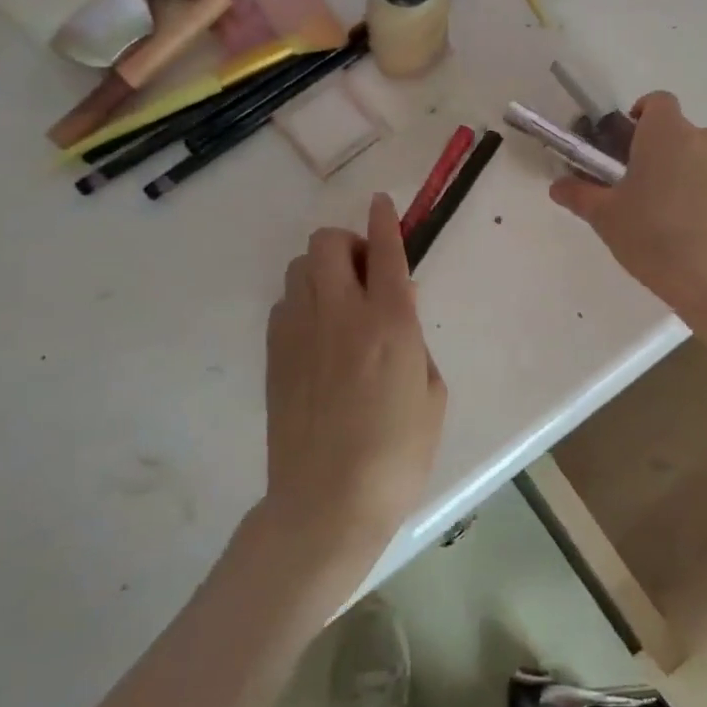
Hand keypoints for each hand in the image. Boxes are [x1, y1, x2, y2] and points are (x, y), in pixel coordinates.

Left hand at [263, 193, 446, 578]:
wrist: (326, 503)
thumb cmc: (397, 455)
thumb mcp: (432, 394)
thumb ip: (416, 341)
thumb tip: (399, 310)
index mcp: (391, 323)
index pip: (386, 250)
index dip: (385, 219)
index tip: (382, 202)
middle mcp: (341, 314)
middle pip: (328, 243)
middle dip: (348, 241)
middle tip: (366, 271)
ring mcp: (300, 331)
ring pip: (300, 266)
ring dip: (323, 269)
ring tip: (341, 300)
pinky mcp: (274, 354)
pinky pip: (284, 302)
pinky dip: (302, 301)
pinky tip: (317, 333)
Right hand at [550, 92, 706, 324]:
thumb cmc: (657, 240)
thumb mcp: (607, 220)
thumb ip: (581, 196)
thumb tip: (558, 186)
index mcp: (668, 135)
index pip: (657, 102)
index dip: (643, 117)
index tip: (630, 146)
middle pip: (685, 137)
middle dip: (668, 157)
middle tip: (650, 196)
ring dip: (698, 180)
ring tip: (684, 224)